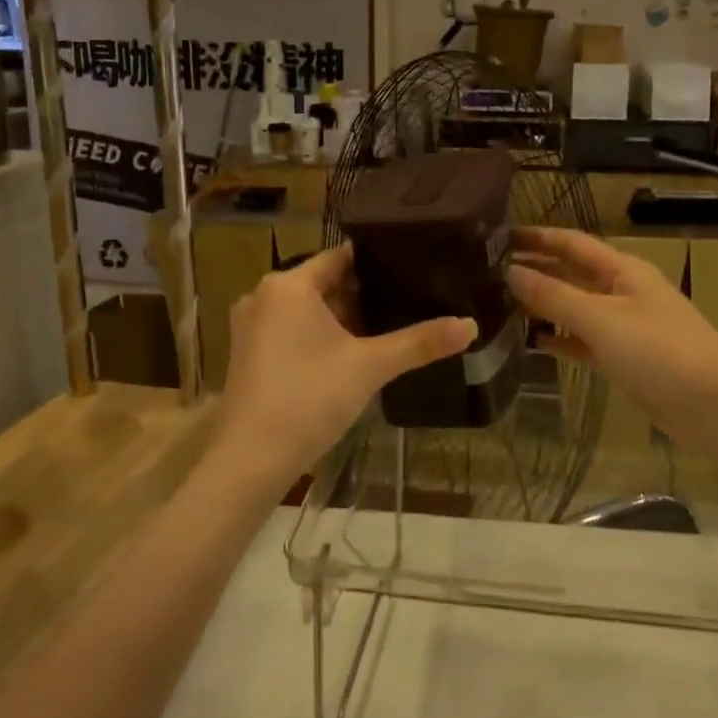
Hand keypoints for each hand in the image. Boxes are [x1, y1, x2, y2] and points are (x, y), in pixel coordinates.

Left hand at [217, 245, 475, 486]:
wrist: (250, 461)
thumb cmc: (309, 398)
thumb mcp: (370, 366)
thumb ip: (420, 342)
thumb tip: (472, 325)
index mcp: (288, 285)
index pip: (340, 257)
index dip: (376, 262)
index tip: (411, 265)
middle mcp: (263, 296)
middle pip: (324, 284)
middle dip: (362, 295)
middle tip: (407, 301)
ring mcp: (250, 327)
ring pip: (307, 310)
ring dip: (341, 319)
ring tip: (386, 328)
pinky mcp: (246, 354)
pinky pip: (290, 331)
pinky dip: (317, 337)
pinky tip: (347, 356)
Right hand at [506, 228, 717, 454]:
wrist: (714, 405)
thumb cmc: (658, 350)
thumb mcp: (601, 318)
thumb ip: (554, 295)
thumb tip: (511, 272)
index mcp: (622, 270)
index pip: (573, 243)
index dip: (539, 237)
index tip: (501, 236)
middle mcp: (623, 291)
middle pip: (573, 273)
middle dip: (538, 268)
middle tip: (493, 269)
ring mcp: (625, 326)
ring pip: (577, 308)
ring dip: (545, 304)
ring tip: (502, 303)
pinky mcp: (625, 359)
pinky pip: (585, 341)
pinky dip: (561, 339)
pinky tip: (534, 342)